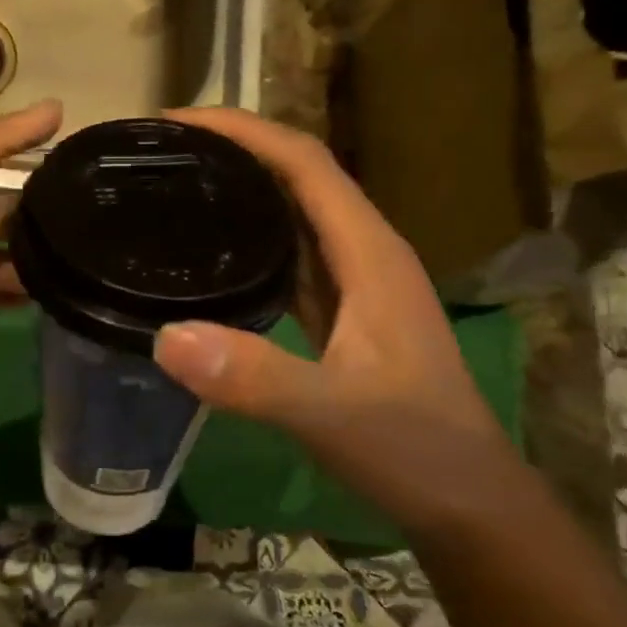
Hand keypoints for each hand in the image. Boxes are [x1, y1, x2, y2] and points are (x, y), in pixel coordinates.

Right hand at [151, 108, 521, 534]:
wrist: (466, 504)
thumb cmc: (414, 450)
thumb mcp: (332, 414)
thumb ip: (256, 377)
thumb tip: (166, 335)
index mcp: (369, 252)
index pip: (304, 161)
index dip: (243, 130)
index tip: (174, 122)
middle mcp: (364, 252)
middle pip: (297, 174)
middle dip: (233, 148)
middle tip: (160, 152)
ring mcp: (355, 283)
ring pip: (293, 212)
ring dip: (241, 188)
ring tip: (175, 184)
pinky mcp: (342, 313)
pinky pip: (290, 254)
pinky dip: (249, 237)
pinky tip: (209, 252)